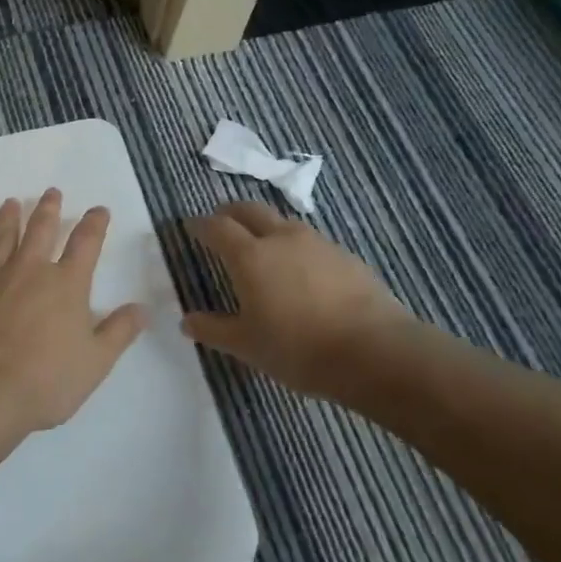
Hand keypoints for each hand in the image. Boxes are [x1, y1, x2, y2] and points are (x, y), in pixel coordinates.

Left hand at [0, 189, 149, 433]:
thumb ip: (119, 332)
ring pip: (2, 240)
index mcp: (66, 284)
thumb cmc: (46, 380)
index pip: (85, 244)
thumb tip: (142, 308)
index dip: (94, 224)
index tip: (99, 209)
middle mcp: (30, 272)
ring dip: (8, 220)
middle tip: (51, 192)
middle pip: (41, 231)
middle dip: (48, 209)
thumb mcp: (96, 362)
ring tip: (11, 203)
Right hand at [184, 201, 418, 395]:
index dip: (201, 225)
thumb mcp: (248, 345)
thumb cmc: (299, 349)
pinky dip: (295, 246)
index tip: (191, 227)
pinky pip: (310, 242)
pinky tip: (301, 271)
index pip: (217, 227)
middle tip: (222, 223)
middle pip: (250, 210)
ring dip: (266, 226)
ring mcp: (317, 243)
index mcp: (250, 256)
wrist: (374, 351)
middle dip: (231, 212)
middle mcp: (281, 238)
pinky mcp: (345, 256)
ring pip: (283, 222)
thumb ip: (214, 329)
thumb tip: (186, 321)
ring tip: (262, 246)